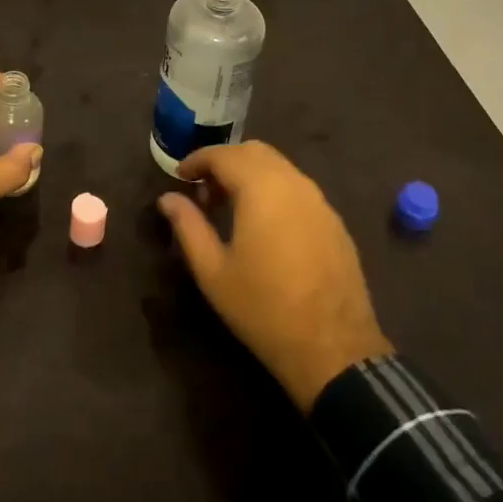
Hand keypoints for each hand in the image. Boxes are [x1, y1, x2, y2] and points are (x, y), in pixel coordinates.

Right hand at [158, 142, 392, 410]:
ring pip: (279, 167)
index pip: (224, 155)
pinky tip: (265, 224)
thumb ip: (188, 226)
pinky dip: (274, 190)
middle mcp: (293, 182)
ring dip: (251, 174)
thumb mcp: (213, 271)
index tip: (180, 176)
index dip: (198, 159)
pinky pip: (298, 188)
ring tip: (230, 208)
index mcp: (262, 188)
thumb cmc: (263, 308)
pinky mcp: (334, 221)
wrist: (333, 349)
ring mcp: (319, 200)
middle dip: (225, 162)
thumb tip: (168, 199)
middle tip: (203, 191)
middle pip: (254, 152)